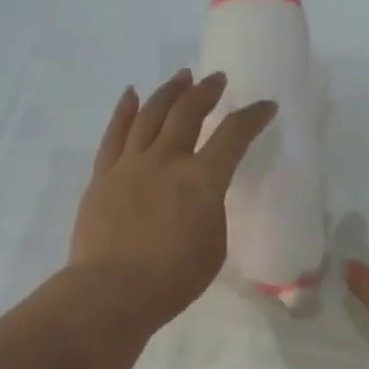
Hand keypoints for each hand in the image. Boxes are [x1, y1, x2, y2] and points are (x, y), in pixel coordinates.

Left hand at [69, 70, 276, 331]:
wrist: (113, 290)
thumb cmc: (173, 279)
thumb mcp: (214, 247)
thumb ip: (212, 211)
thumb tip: (201, 196)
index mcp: (202, 180)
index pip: (233, 136)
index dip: (252, 117)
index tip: (265, 106)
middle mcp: (166, 160)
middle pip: (188, 113)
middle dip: (206, 92)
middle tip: (216, 80)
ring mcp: (130, 164)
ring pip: (150, 114)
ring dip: (168, 92)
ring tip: (181, 77)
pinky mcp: (103, 175)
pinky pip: (114, 134)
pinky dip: (124, 111)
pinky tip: (131, 95)